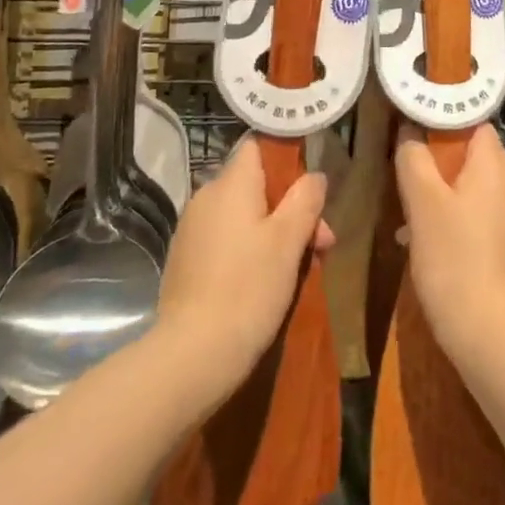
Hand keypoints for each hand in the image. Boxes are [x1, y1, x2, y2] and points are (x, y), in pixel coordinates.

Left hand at [155, 136, 333, 390]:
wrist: (191, 356)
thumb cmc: (248, 288)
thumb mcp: (289, 240)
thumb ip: (305, 199)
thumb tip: (315, 175)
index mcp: (230, 183)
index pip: (257, 148)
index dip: (286, 161)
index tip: (310, 189)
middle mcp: (206, 197)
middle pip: (255, 186)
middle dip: (290, 209)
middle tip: (321, 244)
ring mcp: (191, 230)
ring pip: (242, 216)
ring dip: (272, 234)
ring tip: (299, 270)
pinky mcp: (184, 261)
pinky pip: (224, 241)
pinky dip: (247, 252)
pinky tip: (264, 284)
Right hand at [393, 124, 504, 361]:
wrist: (497, 336)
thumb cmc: (455, 259)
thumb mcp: (422, 205)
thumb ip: (413, 160)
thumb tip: (410, 130)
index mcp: (497, 164)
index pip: (473, 124)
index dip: (443, 127)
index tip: (414, 140)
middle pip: (476, 159)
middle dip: (441, 170)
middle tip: (409, 189)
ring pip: (480, 192)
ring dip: (449, 201)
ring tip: (415, 227)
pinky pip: (490, 220)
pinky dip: (466, 225)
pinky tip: (440, 253)